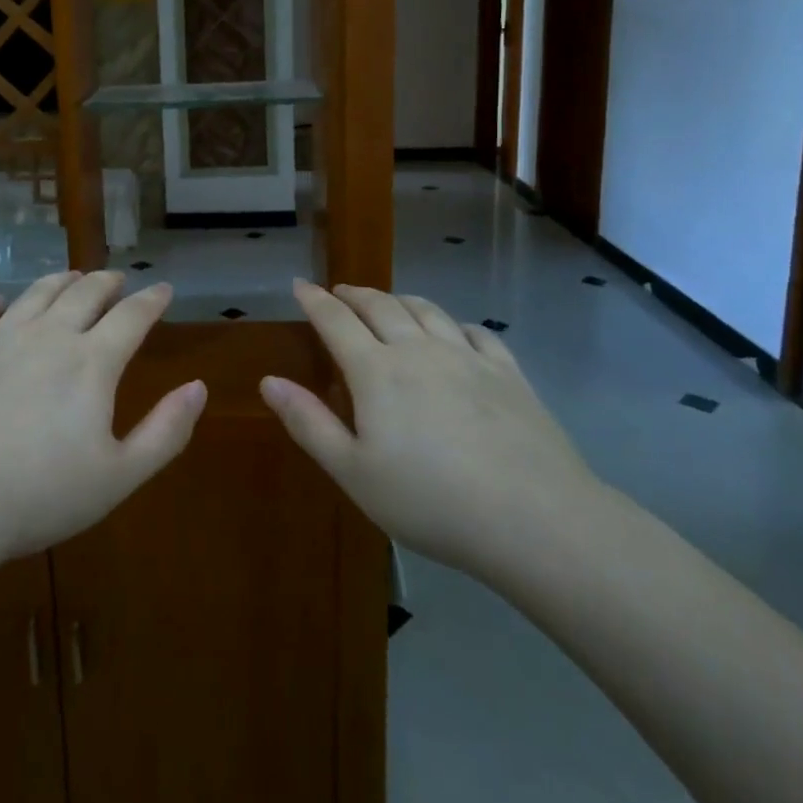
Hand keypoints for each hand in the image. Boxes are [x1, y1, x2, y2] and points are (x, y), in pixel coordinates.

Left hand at [0, 271, 205, 567]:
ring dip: (61, 280)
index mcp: (91, 362)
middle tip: (117, 279)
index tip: (163, 289)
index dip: (152, 299)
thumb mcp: (118, 476)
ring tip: (72, 277)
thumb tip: (199, 387)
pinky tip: (0, 305)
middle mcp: (48, 335)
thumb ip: (165, 431)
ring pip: (37, 293)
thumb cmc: (37, 496)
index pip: (132, 316)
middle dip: (107, 282)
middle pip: (85, 293)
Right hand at [263, 281, 605, 591]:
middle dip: (355, 295)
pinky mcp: (508, 373)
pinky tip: (455, 331)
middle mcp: (419, 350)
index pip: (336, 321)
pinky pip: (475, 332)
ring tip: (389, 302)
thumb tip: (269, 380)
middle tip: (340, 291)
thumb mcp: (354, 473)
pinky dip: (454, 323)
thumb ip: (309, 422)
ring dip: (400, 300)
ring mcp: (467, 357)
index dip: (314, 300)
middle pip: (381, 307)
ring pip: (427, 311)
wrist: (534, 518)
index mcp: (376, 371)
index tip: (300, 284)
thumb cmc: (430, 501)